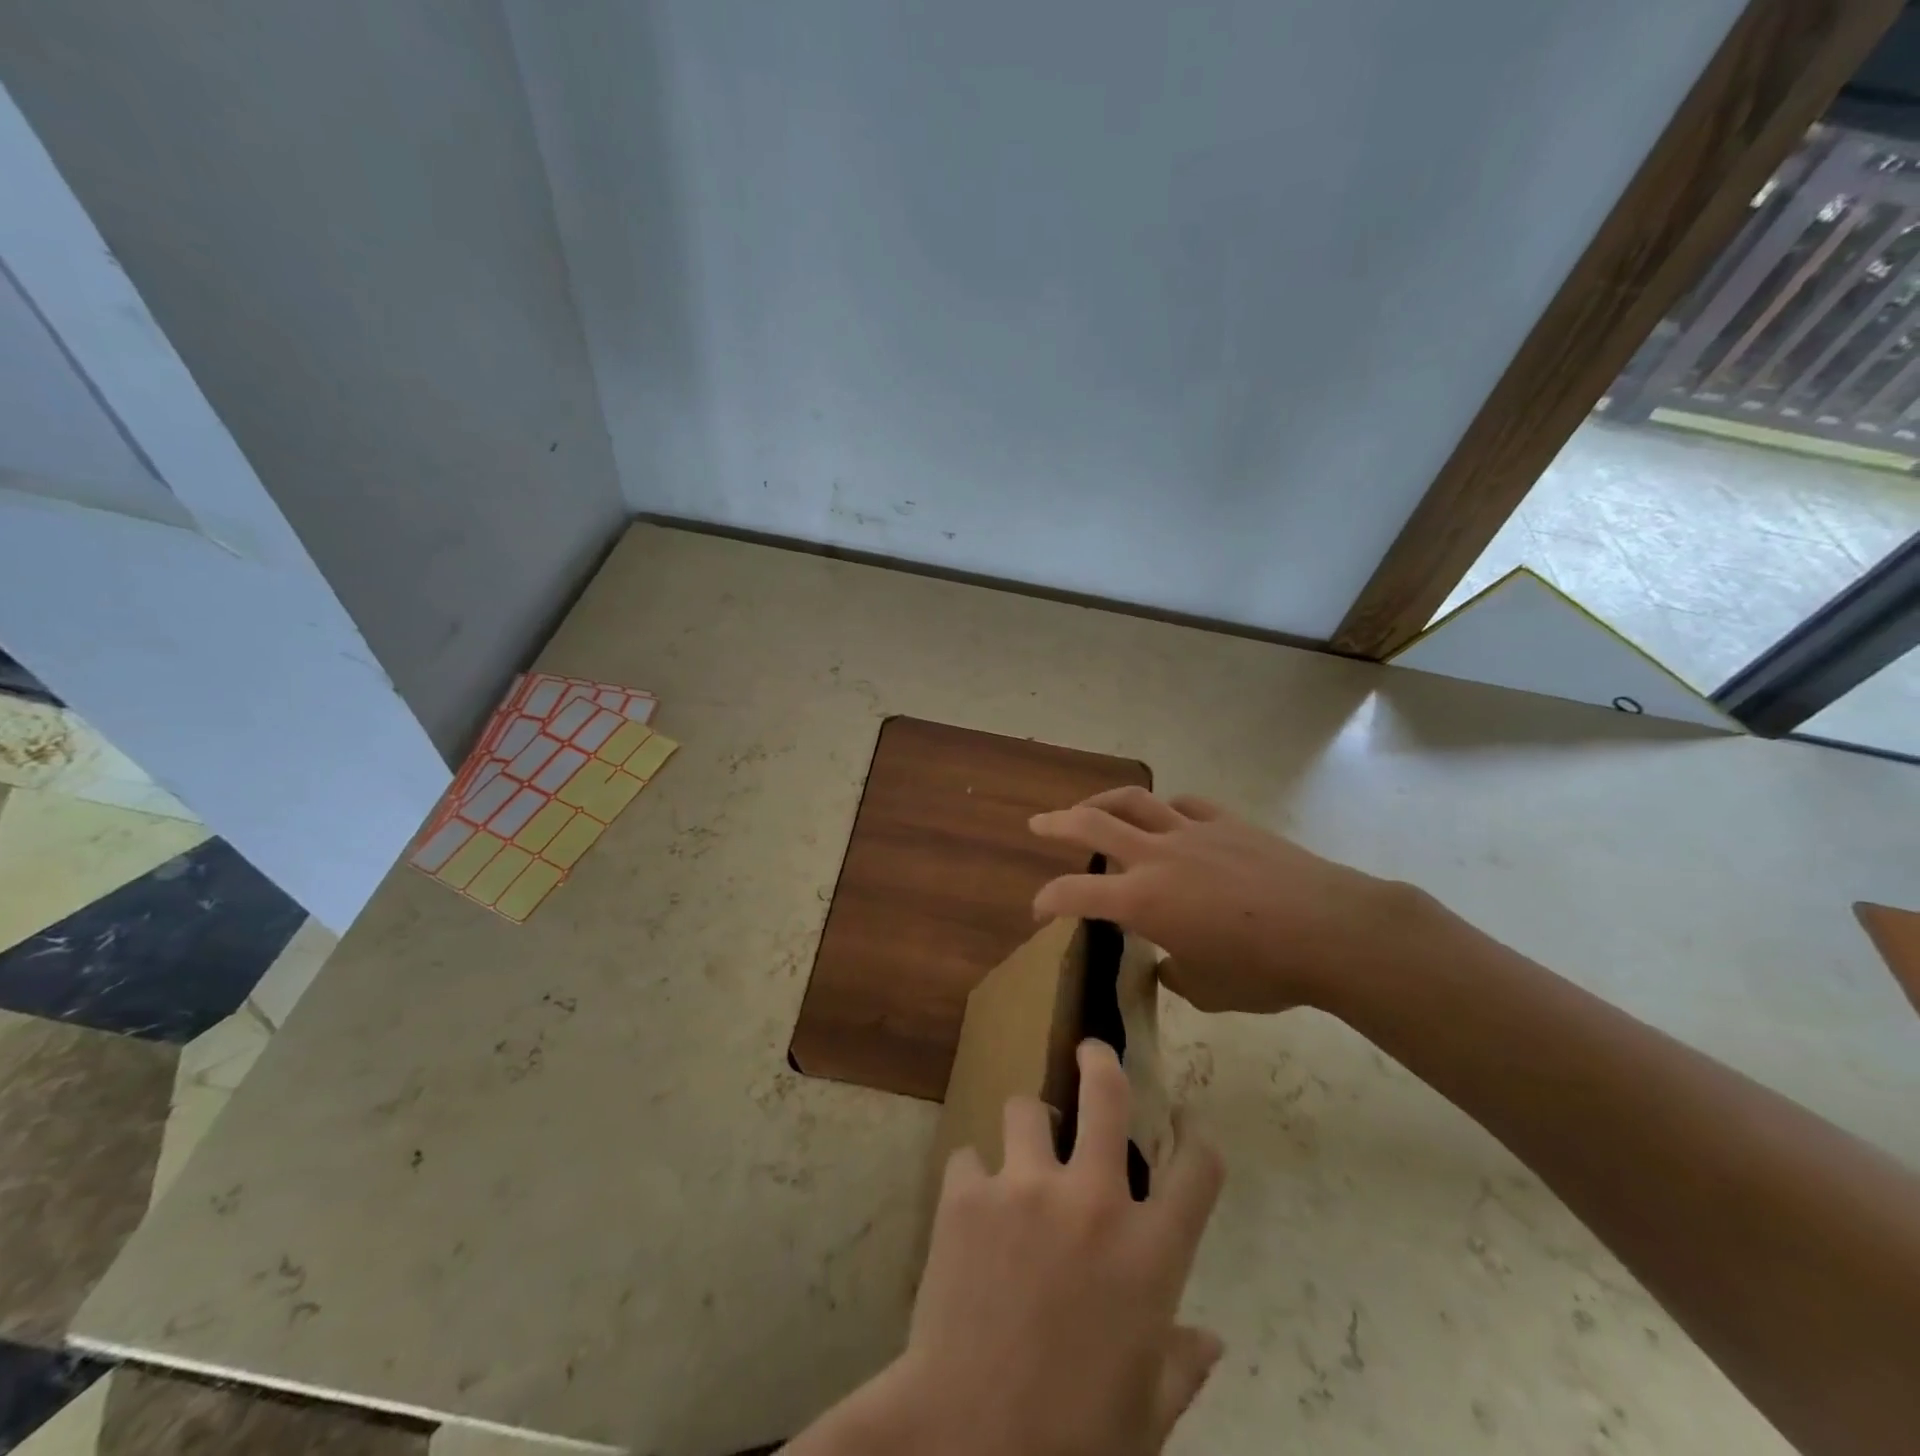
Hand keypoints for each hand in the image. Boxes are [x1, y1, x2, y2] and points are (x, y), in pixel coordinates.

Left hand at [786, 1041, 1224, 1455]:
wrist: (967, 1444)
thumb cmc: (1073, 1437)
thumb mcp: (1145, 1413)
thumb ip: (1181, 1366)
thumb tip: (1210, 1339)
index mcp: (1150, 1254)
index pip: (1197, 1169)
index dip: (1196, 1137)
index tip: (1185, 1122)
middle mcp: (1093, 1201)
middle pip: (1106, 1092)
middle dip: (1100, 1061)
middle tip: (1091, 1052)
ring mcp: (1026, 1187)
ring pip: (1025, 1108)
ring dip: (1025, 1127)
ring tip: (1017, 1154)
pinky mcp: (967, 1193)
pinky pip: (967, 1159)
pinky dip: (971, 1180)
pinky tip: (967, 1214)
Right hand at [1029, 786, 1426, 1014]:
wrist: (1332, 930)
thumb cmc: (1264, 970)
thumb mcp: (1209, 990)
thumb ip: (1176, 976)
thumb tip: (1167, 966)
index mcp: (1143, 902)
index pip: (1076, 894)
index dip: (1048, 900)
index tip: (1038, 910)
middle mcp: (1157, 857)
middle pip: (1093, 824)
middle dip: (1057, 822)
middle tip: (1038, 823)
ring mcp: (1193, 832)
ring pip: (1135, 801)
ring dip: (1104, 801)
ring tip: (1091, 807)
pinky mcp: (1227, 822)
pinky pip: (1186, 806)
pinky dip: (1166, 809)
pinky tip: (1168, 817)